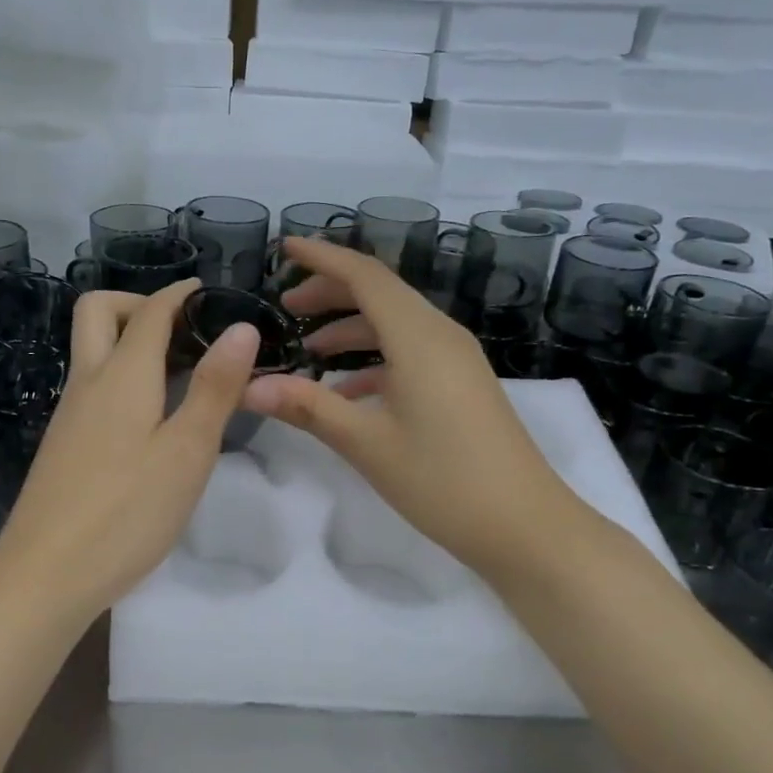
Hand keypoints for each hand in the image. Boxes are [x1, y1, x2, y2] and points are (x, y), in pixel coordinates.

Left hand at [0, 279, 259, 622]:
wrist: (44, 575)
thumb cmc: (126, 512)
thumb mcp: (186, 452)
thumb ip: (214, 388)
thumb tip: (241, 327)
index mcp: (122, 375)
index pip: (151, 311)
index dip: (182, 294)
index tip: (213, 294)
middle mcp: (88, 382)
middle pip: (99, 312)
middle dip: (140, 304)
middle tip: (185, 332)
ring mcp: (68, 414)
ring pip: (93, 351)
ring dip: (132, 342)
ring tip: (183, 374)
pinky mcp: (64, 444)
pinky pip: (93, 386)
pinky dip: (123, 378)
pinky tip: (152, 419)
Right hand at [243, 238, 582, 583]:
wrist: (524, 526)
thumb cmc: (443, 480)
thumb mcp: (367, 443)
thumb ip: (307, 407)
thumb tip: (249, 386)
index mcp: (418, 337)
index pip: (364, 275)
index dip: (322, 256)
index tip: (284, 247)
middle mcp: (440, 335)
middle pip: (380, 293)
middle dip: (331, 292)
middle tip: (286, 306)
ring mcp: (455, 360)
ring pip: (395, 324)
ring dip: (351, 328)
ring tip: (307, 349)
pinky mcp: (461, 384)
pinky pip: (410, 353)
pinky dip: (374, 359)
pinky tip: (347, 391)